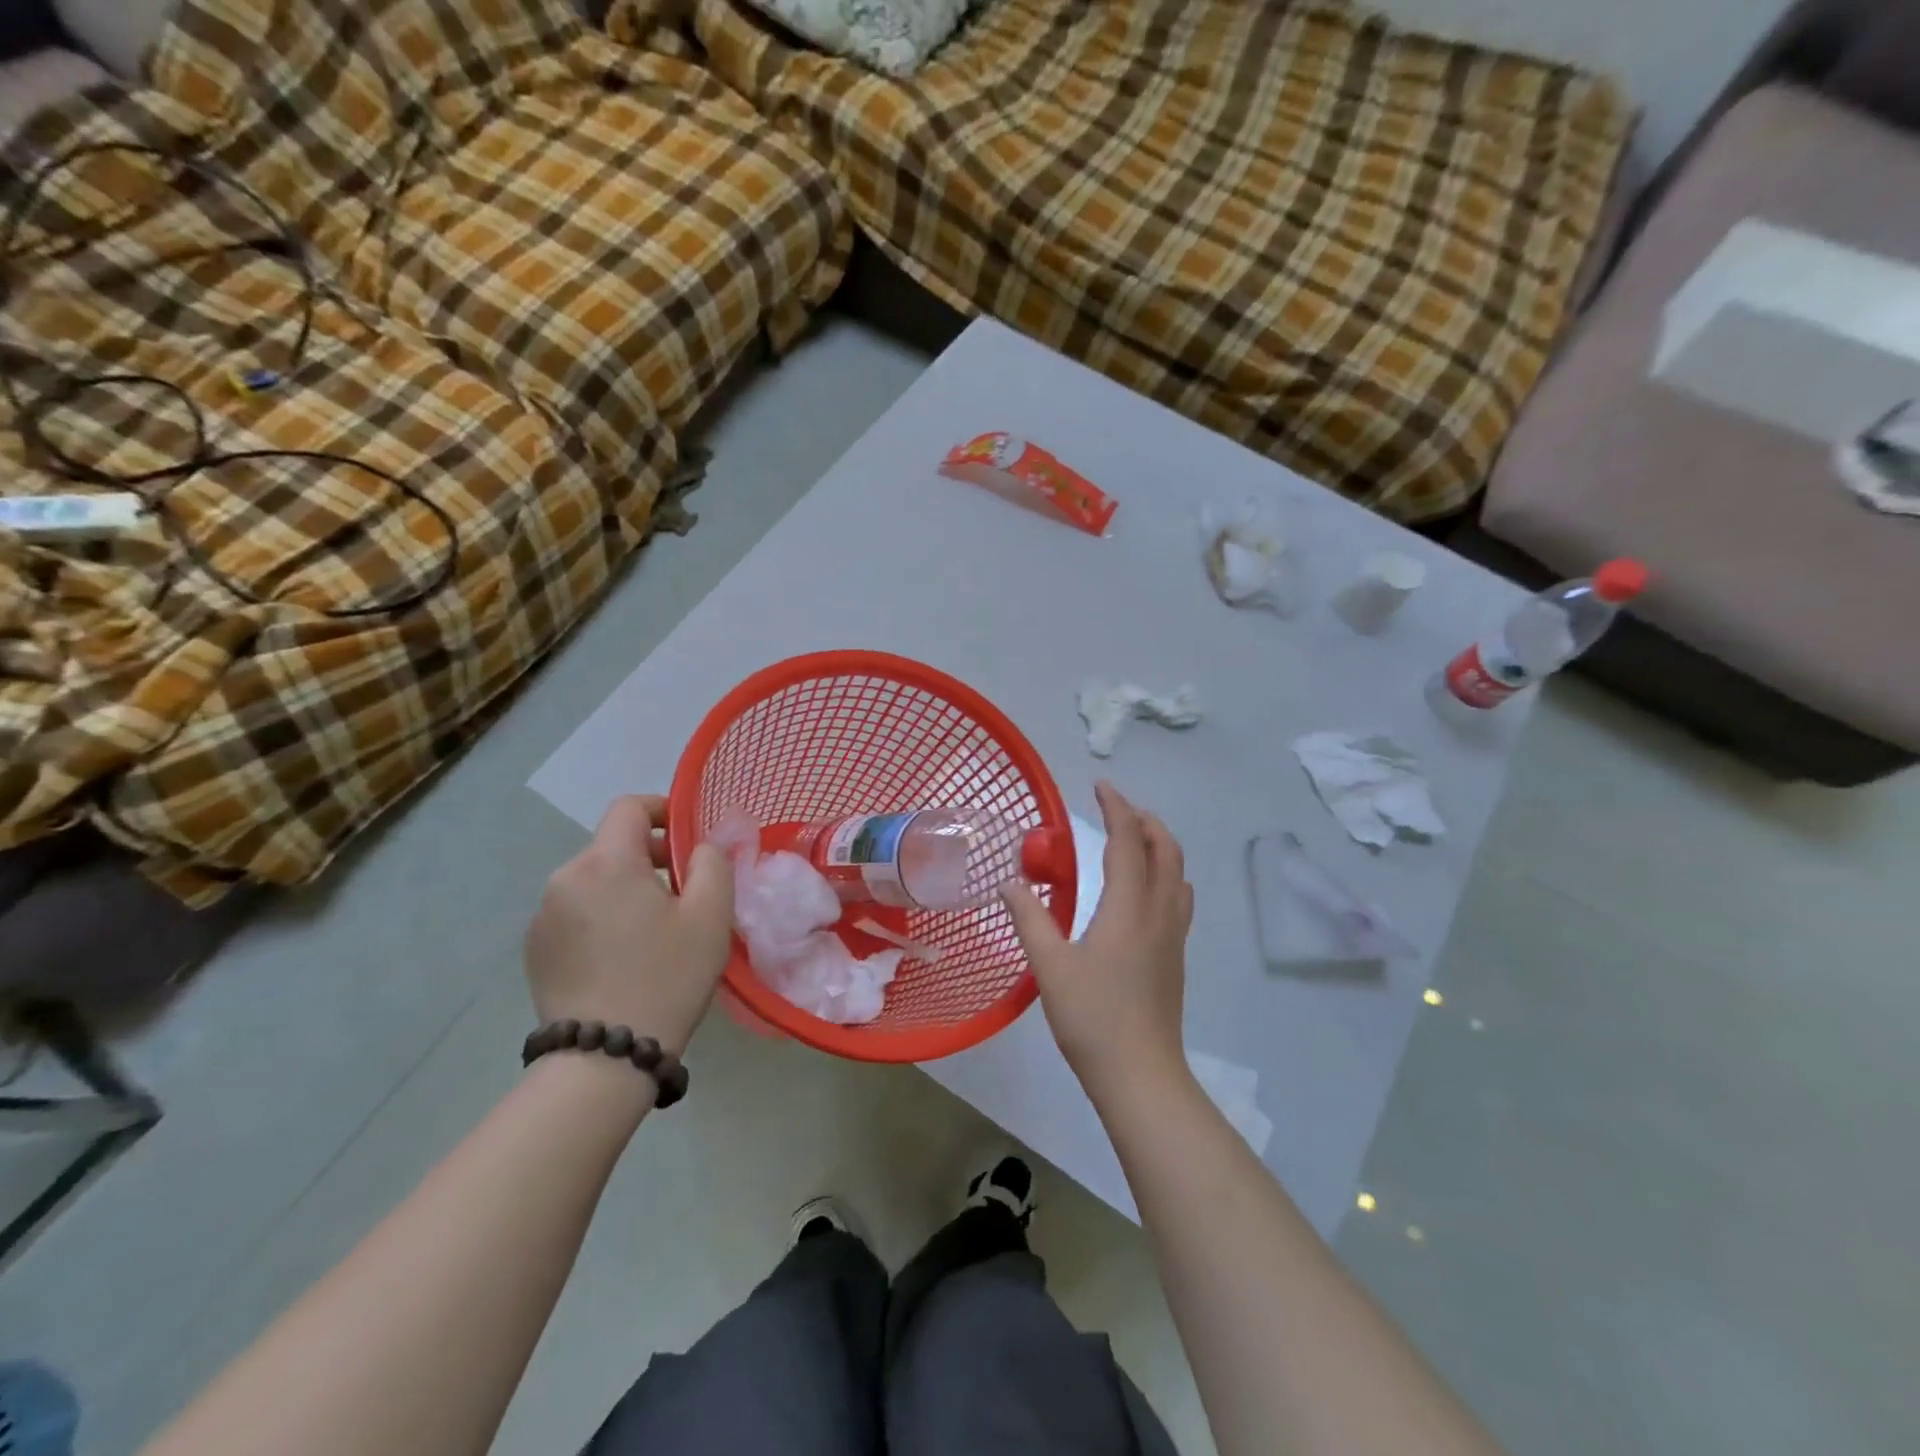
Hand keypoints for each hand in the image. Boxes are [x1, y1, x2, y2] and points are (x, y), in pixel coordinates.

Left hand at [525, 795, 734, 1057]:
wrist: (603, 1058)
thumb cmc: (666, 977)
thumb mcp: (710, 915)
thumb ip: (712, 863)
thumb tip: (702, 845)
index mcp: (606, 863)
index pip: (629, 807)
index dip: (662, 809)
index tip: (687, 835)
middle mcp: (564, 878)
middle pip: (612, 846)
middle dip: (649, 857)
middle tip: (683, 892)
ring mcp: (542, 916)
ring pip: (594, 881)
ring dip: (625, 889)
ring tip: (654, 930)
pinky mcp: (533, 950)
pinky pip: (575, 913)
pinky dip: (601, 917)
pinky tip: (623, 956)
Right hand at [1002, 781, 1192, 1096]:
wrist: (1141, 1075)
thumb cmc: (1092, 1018)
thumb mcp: (1049, 966)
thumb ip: (1030, 918)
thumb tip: (1010, 882)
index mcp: (1129, 908)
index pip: (1128, 842)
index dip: (1117, 808)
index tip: (1101, 786)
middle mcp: (1159, 913)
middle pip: (1166, 850)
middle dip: (1146, 821)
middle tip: (1118, 809)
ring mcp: (1173, 936)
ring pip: (1178, 873)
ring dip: (1160, 845)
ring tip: (1133, 841)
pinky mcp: (1175, 956)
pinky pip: (1178, 898)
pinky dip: (1165, 874)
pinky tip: (1143, 891)